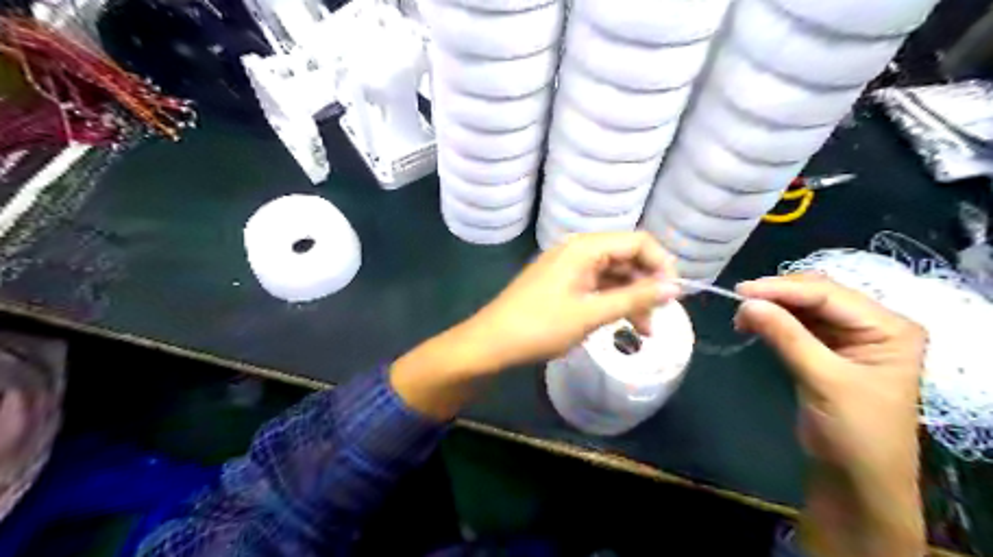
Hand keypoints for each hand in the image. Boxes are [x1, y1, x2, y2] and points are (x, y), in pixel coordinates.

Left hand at [392, 234, 678, 420]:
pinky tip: (623, 324)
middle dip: (647, 286)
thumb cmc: (541, 326)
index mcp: (586, 247)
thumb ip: (634, 298)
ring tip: (646, 331)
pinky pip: (598, 287)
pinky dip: (613, 303)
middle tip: (660, 317)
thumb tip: (674, 287)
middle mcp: (579, 250)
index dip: (662, 264)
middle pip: (627, 258)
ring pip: (614, 276)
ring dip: (632, 299)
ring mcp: (570, 268)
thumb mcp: (591, 313)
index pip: (638, 242)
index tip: (675, 294)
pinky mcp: (563, 284)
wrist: (492, 342)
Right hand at [733, 273, 926, 556]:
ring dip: (772, 307)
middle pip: (818, 294)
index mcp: (889, 327)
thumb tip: (746, 303)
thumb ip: (786, 337)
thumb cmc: (855, 432)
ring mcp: (849, 337)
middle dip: (777, 295)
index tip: (741, 291)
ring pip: (804, 307)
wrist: (856, 479)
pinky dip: (774, 321)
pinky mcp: (827, 350)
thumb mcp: (823, 380)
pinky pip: (798, 324)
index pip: (829, 294)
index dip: (783, 289)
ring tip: (742, 316)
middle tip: (739, 302)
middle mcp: (872, 324)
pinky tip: (754, 325)